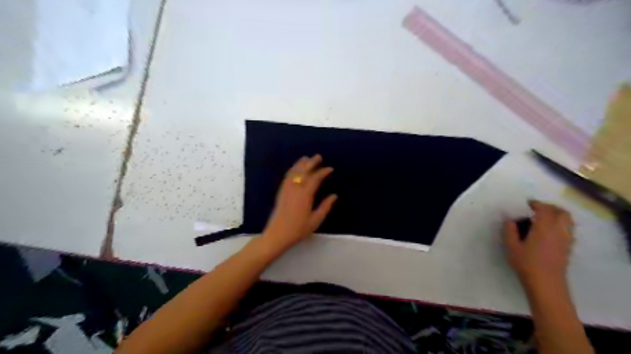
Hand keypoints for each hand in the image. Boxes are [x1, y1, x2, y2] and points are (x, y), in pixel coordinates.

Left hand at [260, 155, 336, 253]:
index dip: (323, 172)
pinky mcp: (281, 193)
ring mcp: (286, 190)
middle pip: (304, 172)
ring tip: (306, 158)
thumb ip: (325, 207)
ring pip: (294, 173)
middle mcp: (295, 189)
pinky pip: (287, 177)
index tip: (330, 169)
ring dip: (300, 164)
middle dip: (311, 163)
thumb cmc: (298, 230)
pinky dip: (292, 170)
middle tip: (318, 156)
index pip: (315, 179)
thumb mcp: (315, 221)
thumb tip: (334, 196)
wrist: (277, 235)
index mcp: (305, 196)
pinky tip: (295, 169)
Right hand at [507, 200, 574, 291]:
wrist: (546, 284)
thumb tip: (510, 221)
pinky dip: (561, 224)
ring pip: (568, 221)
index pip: (545, 210)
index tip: (527, 203)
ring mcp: (566, 240)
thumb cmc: (527, 264)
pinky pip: (568, 229)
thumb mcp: (511, 247)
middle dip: (550, 207)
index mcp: (544, 228)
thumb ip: (509, 231)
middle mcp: (559, 231)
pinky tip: (549, 231)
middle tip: (537, 209)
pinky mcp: (568, 247)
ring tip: (543, 218)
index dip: (537, 204)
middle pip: (562, 213)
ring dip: (557, 215)